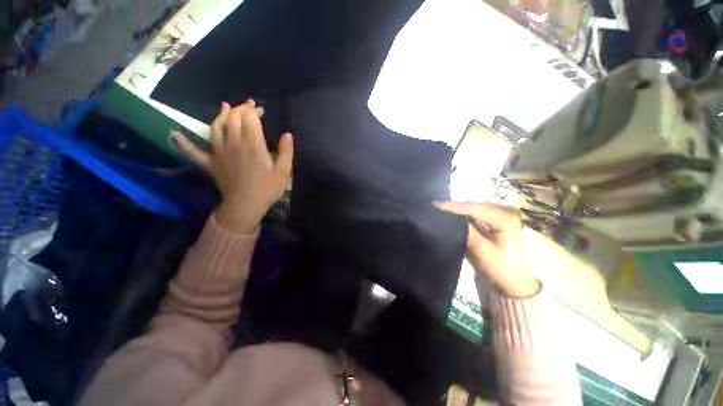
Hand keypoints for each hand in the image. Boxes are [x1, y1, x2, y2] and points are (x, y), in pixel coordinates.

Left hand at [172, 100, 293, 232]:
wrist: (246, 206)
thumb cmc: (267, 189)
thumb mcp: (284, 172)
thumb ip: (286, 152)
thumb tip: (288, 134)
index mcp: (253, 146)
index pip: (250, 119)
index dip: (254, 111)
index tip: (261, 110)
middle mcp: (234, 144)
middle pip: (232, 119)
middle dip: (240, 109)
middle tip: (249, 107)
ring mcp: (219, 153)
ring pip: (215, 127)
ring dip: (220, 115)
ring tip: (226, 108)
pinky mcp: (211, 163)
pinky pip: (194, 152)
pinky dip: (184, 143)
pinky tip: (175, 134)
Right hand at [435, 202, 539, 297]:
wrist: (514, 281)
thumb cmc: (500, 268)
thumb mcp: (481, 250)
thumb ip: (466, 230)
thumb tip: (445, 216)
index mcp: (506, 218)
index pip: (474, 208)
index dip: (453, 206)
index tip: (434, 205)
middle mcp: (505, 211)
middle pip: (474, 205)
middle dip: (454, 206)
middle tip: (434, 206)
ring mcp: (502, 214)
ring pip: (474, 208)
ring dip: (458, 209)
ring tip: (439, 208)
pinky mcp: (497, 219)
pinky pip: (477, 213)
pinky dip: (464, 214)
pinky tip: (451, 214)